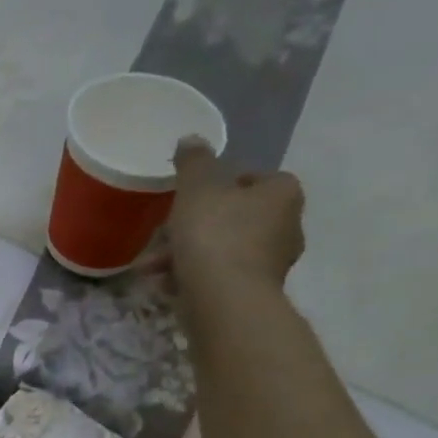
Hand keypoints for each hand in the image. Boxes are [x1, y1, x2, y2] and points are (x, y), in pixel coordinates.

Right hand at [168, 136, 305, 294]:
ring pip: (221, 249)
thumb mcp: (197, 188)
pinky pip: (218, 277)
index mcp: (282, 194)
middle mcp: (287, 225)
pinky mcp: (252, 293)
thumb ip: (194, 162)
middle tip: (161, 235)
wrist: (225, 298)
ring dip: (184, 255)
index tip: (190, 196)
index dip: (221, 185)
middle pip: (233, 217)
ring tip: (150, 268)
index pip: (255, 178)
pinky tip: (164, 285)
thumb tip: (192, 139)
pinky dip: (191, 277)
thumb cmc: (215, 234)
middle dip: (192, 226)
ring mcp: (272, 263)